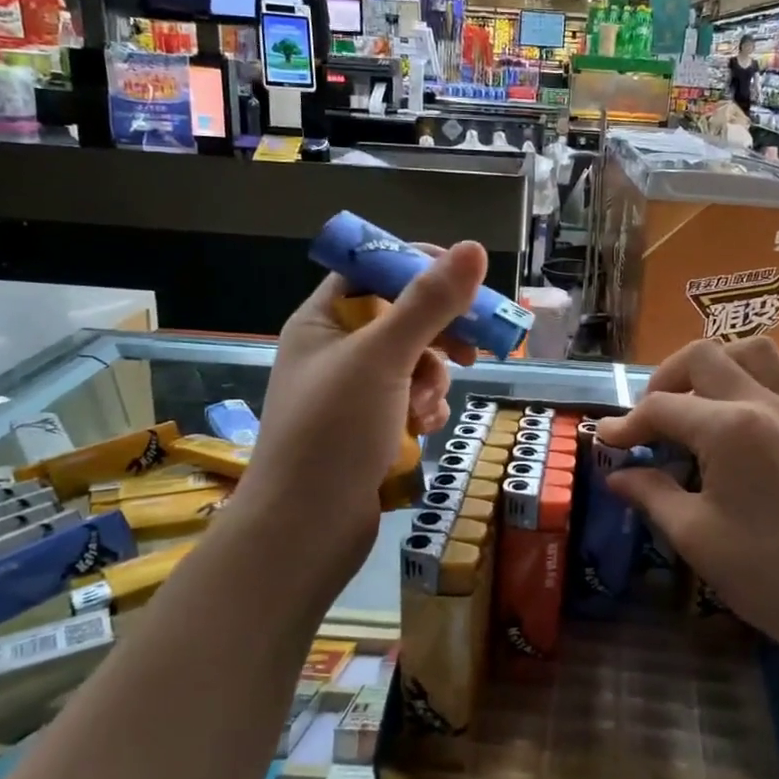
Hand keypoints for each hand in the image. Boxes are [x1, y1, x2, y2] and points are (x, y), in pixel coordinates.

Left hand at [230, 242, 487, 595]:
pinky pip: (411, 399)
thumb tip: (473, 248)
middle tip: (472, 348)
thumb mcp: (383, 358)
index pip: (372, 271)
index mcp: (322, 321)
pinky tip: (424, 428)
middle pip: (401, 317)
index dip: (417, 269)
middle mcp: (335, 351)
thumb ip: (429, 303)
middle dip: (437, 336)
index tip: (462, 282)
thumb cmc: (334, 432)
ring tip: (425, 408)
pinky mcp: (369, 428)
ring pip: (413, 362)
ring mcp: (352, 393)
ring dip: (432, 380)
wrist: (305, 530)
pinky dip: (424, 408)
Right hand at [596, 338, 778, 665]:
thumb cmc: (768, 573)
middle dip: (665, 379)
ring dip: (717, 365)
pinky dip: (759, 381)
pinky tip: (746, 416)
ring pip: (754, 352)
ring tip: (698, 403)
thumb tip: (617, 475)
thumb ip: (651, 493)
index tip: (605, 443)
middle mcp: (764, 403)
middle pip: (703, 357)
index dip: (626, 423)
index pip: (662, 407)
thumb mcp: (695, 535)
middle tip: (650, 420)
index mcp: (729, 427)